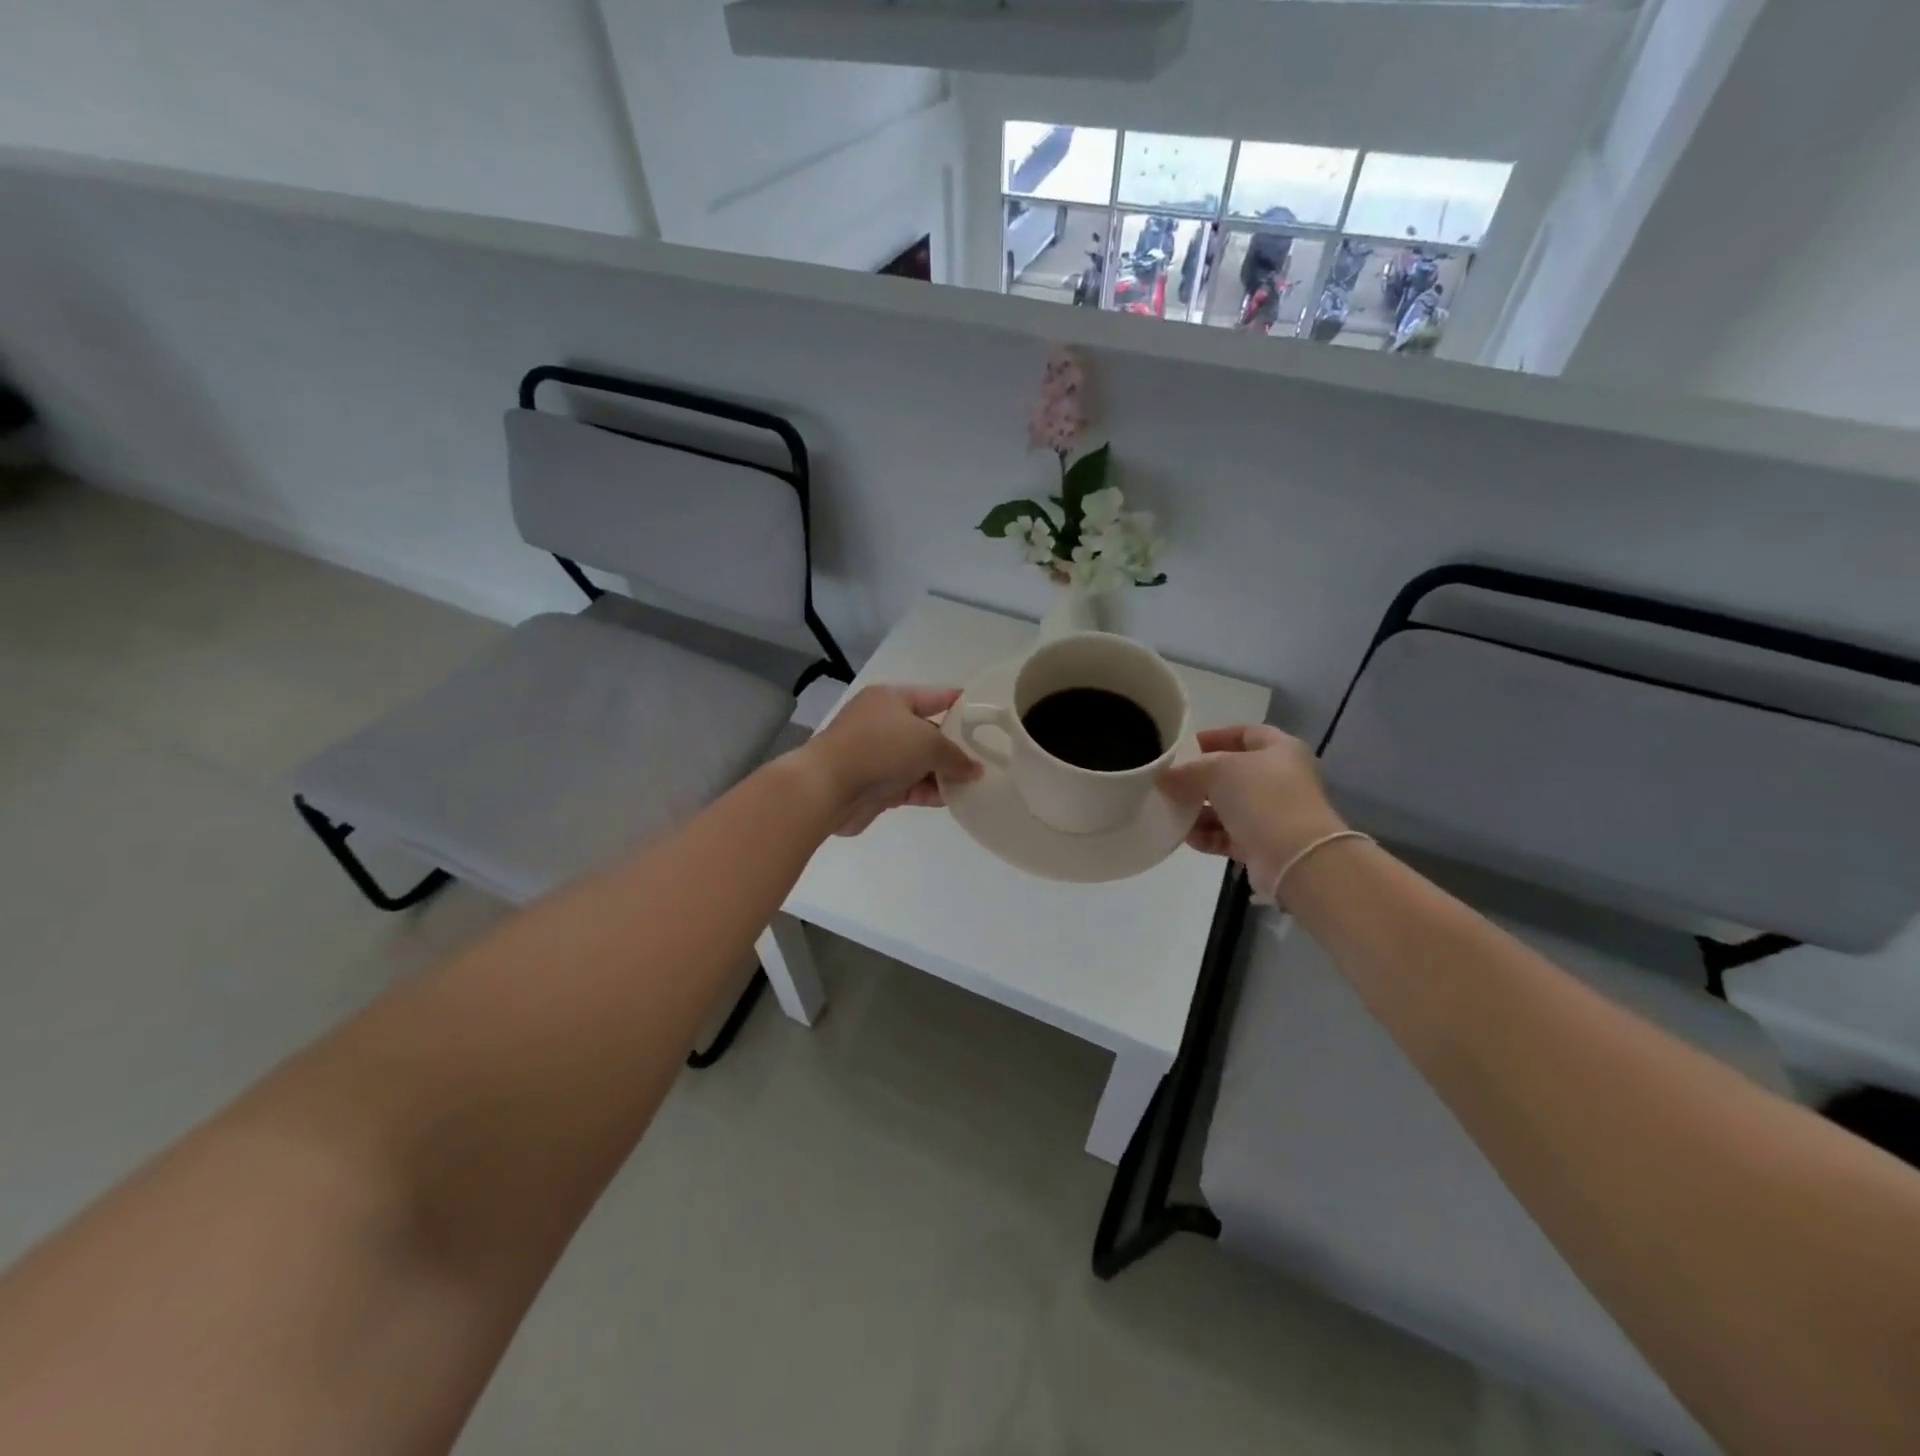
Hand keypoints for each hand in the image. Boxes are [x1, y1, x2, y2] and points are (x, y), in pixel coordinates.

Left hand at [803, 685, 981, 835]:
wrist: (828, 787)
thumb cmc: (879, 749)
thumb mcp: (928, 743)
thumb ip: (956, 756)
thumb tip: (974, 770)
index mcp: (892, 699)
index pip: (936, 697)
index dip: (962, 705)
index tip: (989, 717)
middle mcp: (884, 723)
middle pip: (929, 732)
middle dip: (956, 747)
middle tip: (991, 758)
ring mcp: (878, 756)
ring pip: (920, 763)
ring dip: (945, 773)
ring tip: (979, 783)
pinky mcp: (876, 785)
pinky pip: (911, 786)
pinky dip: (930, 791)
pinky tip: (955, 800)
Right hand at [1158, 725, 1347, 895]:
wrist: (1295, 857)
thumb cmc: (1261, 797)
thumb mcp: (1218, 770)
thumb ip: (1188, 770)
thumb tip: (1164, 777)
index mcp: (1280, 750)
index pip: (1244, 734)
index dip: (1214, 737)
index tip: (1184, 747)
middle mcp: (1280, 779)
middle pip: (1232, 774)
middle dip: (1199, 779)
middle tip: (1170, 783)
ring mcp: (1273, 814)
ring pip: (1228, 807)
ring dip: (1199, 810)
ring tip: (1173, 813)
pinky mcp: (1263, 844)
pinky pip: (1229, 835)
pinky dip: (1208, 835)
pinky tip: (1188, 837)